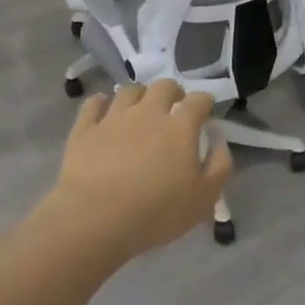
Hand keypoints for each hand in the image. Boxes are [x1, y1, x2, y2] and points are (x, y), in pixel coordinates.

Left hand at [43, 80, 232, 262]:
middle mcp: (148, 112)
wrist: (95, 218)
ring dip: (139, 95)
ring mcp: (114, 118)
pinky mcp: (85, 129)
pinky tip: (102, 107)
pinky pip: (92, 105)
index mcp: (180, 127)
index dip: (205, 102)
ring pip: (129, 91)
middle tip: (174, 106)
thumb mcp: (204, 198)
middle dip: (173, 91)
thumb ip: (219, 165)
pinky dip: (99, 102)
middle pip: (163, 86)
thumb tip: (218, 140)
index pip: (199, 100)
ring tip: (140, 107)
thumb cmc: (156, 211)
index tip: (206, 111)